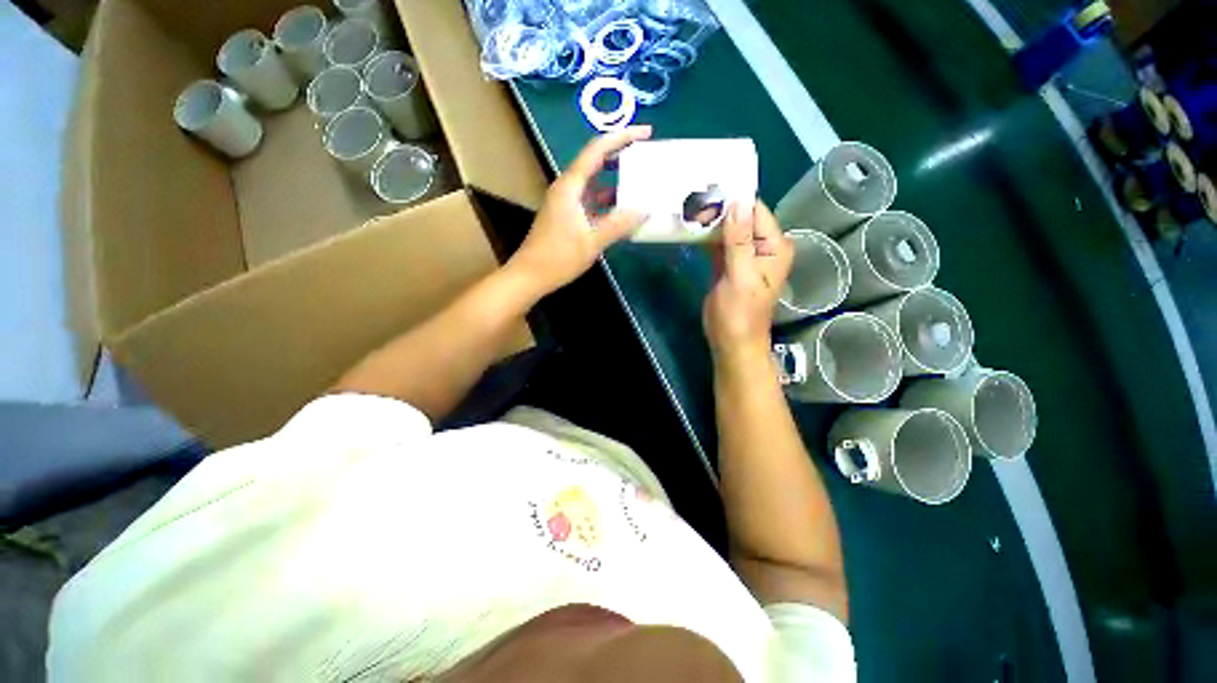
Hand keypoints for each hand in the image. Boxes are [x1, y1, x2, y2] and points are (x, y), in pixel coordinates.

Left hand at [507, 127, 651, 296]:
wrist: (530, 275)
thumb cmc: (558, 258)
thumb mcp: (592, 242)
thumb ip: (618, 225)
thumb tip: (644, 210)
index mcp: (570, 187)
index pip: (597, 150)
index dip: (622, 137)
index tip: (646, 133)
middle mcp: (567, 188)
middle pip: (595, 162)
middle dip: (620, 155)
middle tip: (645, 154)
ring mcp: (566, 202)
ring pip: (594, 183)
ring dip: (615, 181)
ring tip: (640, 180)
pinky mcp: (567, 216)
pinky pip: (591, 200)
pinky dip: (607, 202)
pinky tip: (622, 209)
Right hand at [703, 201, 792, 362]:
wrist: (730, 341)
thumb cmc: (740, 313)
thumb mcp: (741, 276)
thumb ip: (739, 240)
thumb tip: (737, 202)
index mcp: (774, 247)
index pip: (755, 213)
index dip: (734, 200)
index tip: (709, 187)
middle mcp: (761, 247)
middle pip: (740, 219)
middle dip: (719, 209)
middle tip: (692, 195)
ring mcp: (742, 256)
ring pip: (727, 231)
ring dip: (710, 222)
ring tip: (688, 206)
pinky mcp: (726, 264)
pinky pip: (717, 244)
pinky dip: (705, 237)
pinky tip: (690, 227)